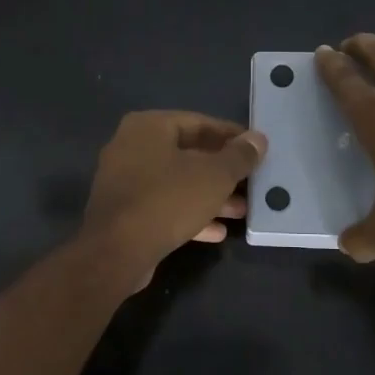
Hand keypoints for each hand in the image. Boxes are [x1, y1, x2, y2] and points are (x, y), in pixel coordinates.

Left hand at [81, 111, 265, 286]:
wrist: (116, 252)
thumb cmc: (168, 200)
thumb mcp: (214, 176)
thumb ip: (239, 156)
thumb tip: (258, 139)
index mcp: (148, 127)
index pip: (199, 122)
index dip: (231, 136)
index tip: (256, 149)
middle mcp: (131, 147)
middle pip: (188, 154)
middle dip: (222, 171)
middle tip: (252, 183)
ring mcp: (125, 181)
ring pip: (177, 183)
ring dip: (210, 196)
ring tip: (242, 210)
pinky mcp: (124, 213)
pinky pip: (164, 206)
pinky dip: (190, 214)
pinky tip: (218, 231)